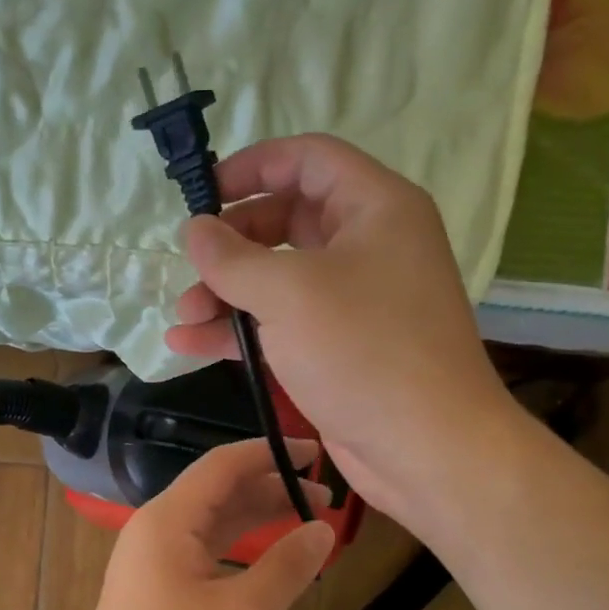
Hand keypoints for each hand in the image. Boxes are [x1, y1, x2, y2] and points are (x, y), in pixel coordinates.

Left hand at [64, 439, 337, 609]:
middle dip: (271, 489)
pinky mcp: (155, 592)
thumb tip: (323, 529)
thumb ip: (286, 566)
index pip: (222, 465)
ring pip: (211, 525)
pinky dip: (239, 551)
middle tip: (328, 500)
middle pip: (218, 492)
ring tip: (309, 526)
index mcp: (168, 520)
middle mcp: (155, 531)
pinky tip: (271, 564)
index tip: (317, 454)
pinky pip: (203, 554)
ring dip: (257, 521)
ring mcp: (152, 563)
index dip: (270, 453)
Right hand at [165, 134, 523, 521]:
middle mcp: (368, 245)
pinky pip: (281, 323)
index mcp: (375, 208)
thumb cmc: (363, 351)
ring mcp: (354, 300)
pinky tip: (190, 345)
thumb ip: (232, 258)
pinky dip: (239, 331)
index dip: (252, 166)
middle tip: (190, 267)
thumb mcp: (288, 293)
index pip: (308, 159)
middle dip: (231, 245)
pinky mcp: (339, 347)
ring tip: (182, 318)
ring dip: (226, 294)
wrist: (426, 449)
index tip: (202, 194)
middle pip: (286, 220)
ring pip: (278, 278)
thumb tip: (194, 230)